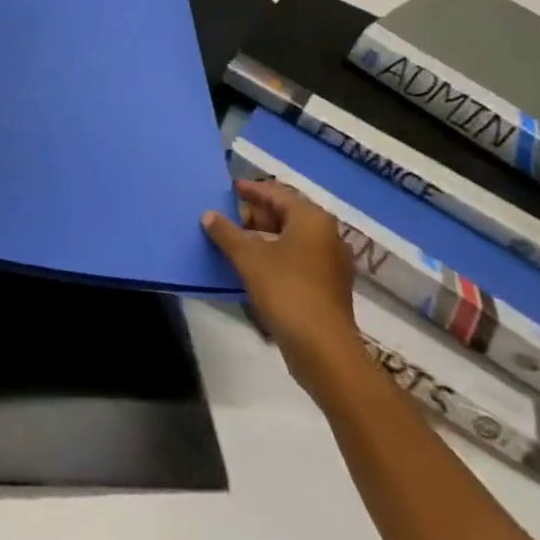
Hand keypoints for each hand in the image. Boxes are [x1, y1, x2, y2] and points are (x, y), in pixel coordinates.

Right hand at [203, 179, 361, 396]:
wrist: (324, 351)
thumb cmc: (287, 292)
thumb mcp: (248, 258)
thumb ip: (226, 232)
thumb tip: (209, 215)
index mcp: (311, 219)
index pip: (276, 193)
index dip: (251, 190)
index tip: (229, 188)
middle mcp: (327, 235)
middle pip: (285, 214)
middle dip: (255, 215)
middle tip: (227, 218)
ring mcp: (331, 263)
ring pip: (291, 238)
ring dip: (263, 237)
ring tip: (235, 241)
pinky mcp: (328, 287)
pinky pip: (297, 259)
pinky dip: (276, 256)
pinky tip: (253, 265)